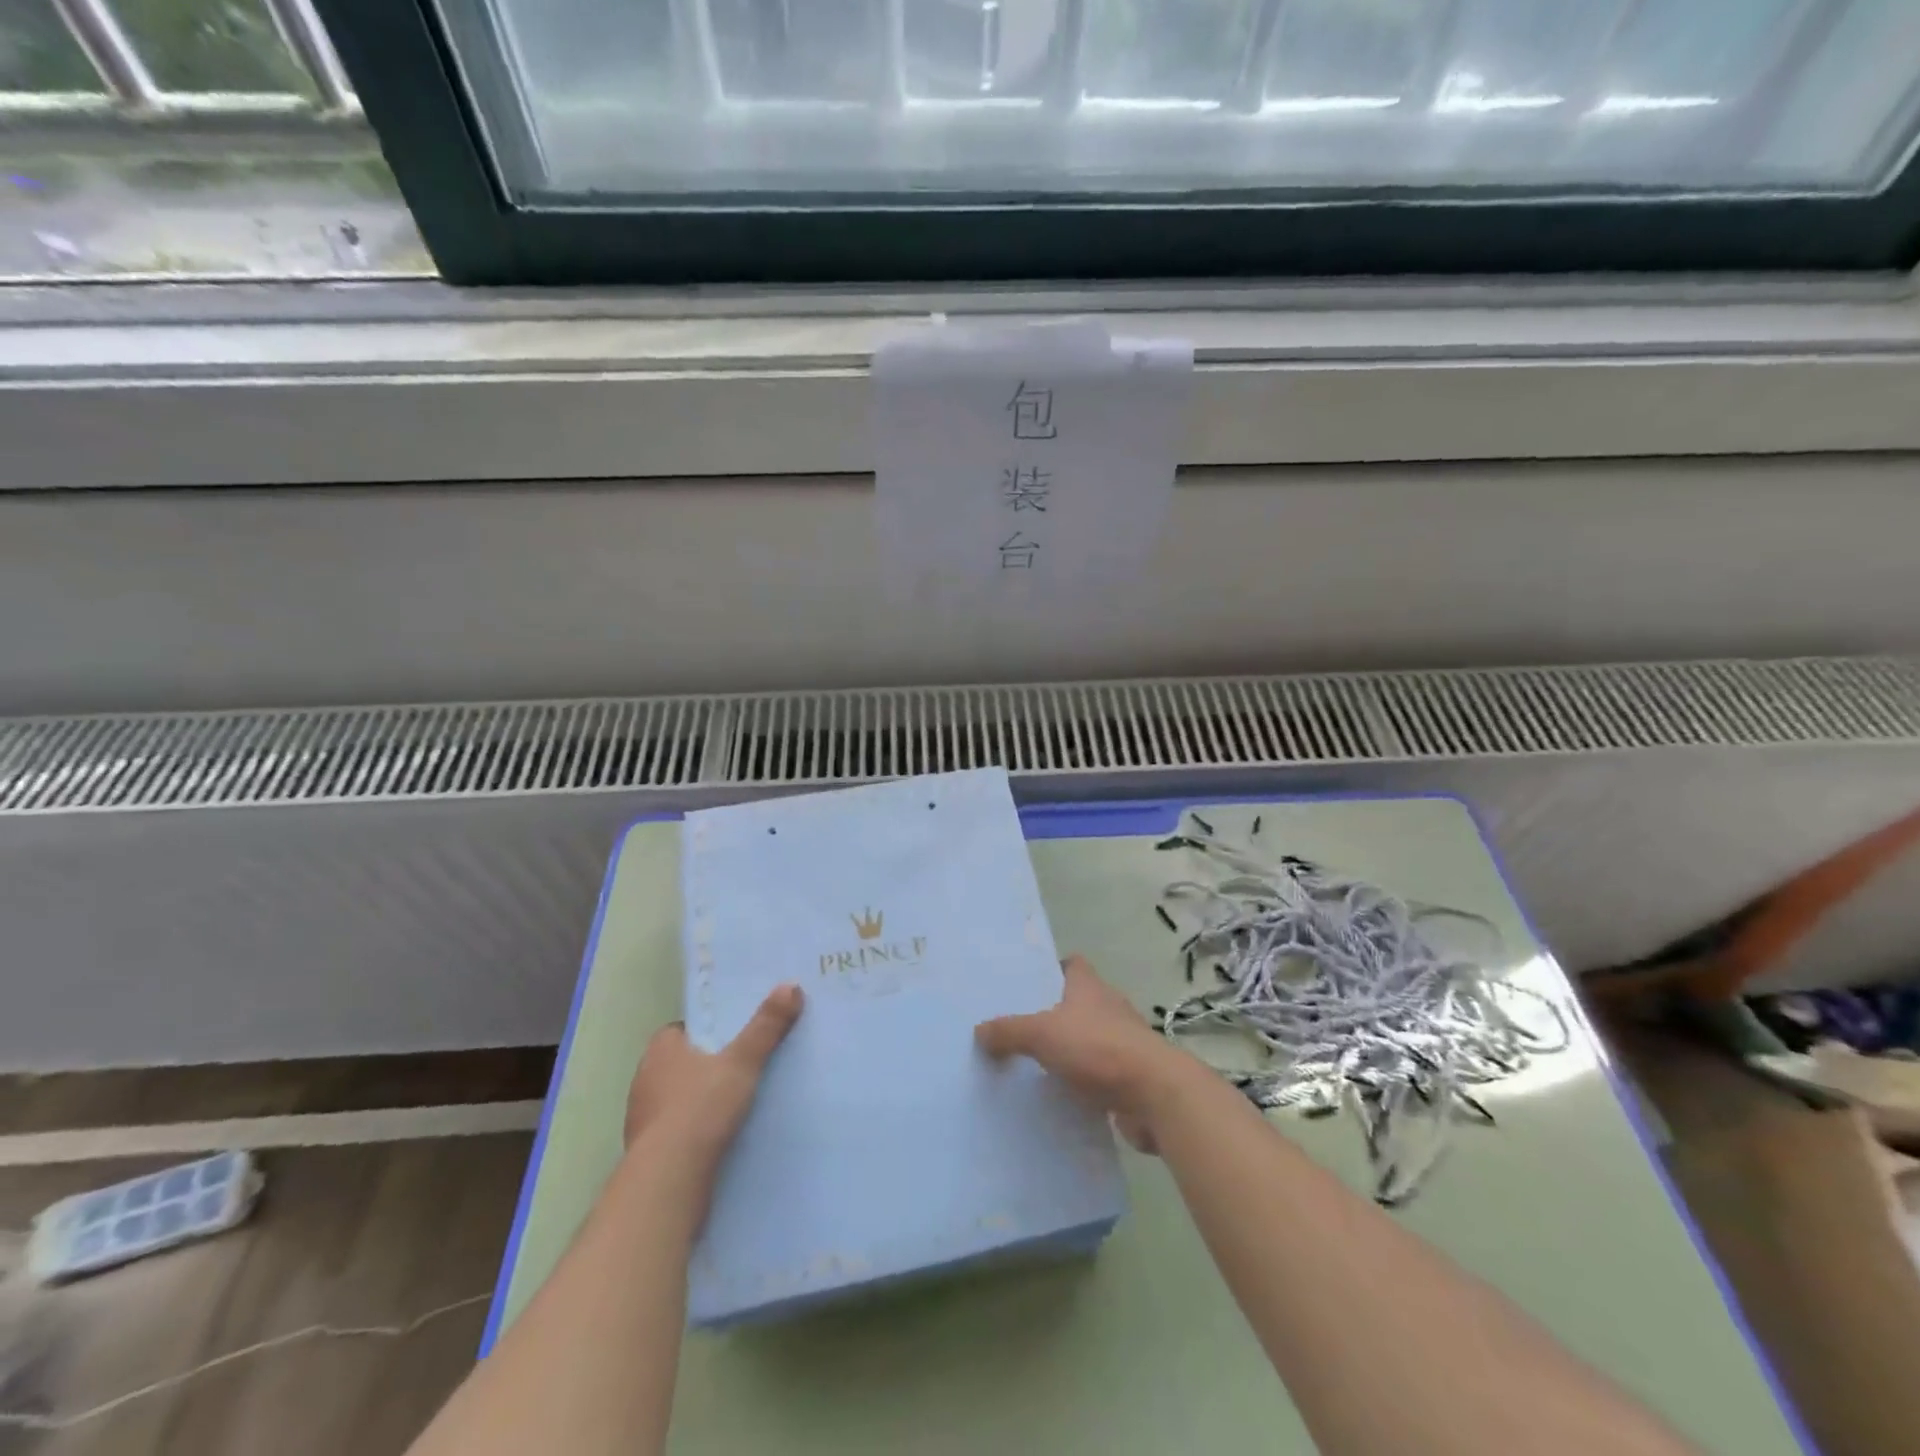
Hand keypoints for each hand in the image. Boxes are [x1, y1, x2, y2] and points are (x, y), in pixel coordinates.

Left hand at [625, 984, 803, 1161]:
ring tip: (736, 1102)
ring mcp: (642, 1120)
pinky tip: (720, 1137)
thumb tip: (790, 985)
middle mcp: (644, 1080)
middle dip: (705, 1065)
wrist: (669, 1180)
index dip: (706, 1031)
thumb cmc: (701, 1108)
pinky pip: (676, 1132)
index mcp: (660, 1051)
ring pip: (677, 1099)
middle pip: (680, 1063)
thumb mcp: (742, 1061)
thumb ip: (765, 1026)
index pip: (680, 1030)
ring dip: (699, 1100)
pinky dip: (694, 1131)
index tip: (733, 1036)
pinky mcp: (648, 1154)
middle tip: (741, 1064)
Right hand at [976, 955, 1186, 1152]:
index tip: (1027, 983)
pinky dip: (1081, 1082)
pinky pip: (1098, 1074)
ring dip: (1068, 1049)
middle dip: (1053, 1013)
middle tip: (1018, 1026)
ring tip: (1032, 1063)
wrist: (1155, 1095)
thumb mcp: (1043, 1034)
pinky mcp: (1129, 1077)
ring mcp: (1122, 1043)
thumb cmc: (1098, 1048)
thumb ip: (1009, 1031)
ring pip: (1088, 1039)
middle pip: (1078, 1002)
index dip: (1052, 969)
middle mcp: (1109, 1008)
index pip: (1073, 965)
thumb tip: (979, 1030)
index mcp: (1090, 987)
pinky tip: (1057, 1096)